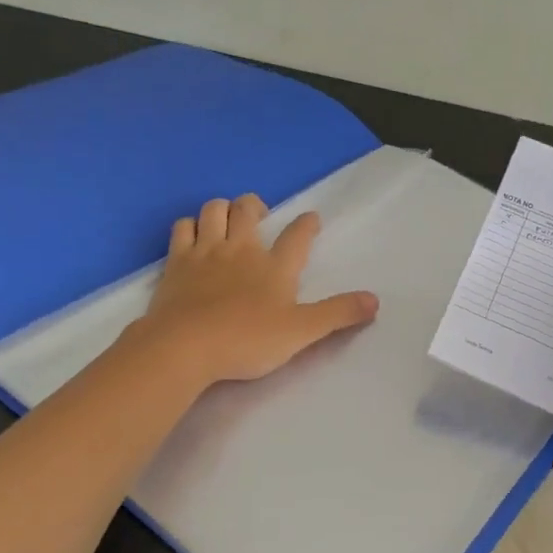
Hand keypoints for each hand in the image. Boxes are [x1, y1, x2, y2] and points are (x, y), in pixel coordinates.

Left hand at [132, 193, 378, 387]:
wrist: (185, 347)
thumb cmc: (247, 340)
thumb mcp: (301, 332)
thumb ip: (338, 314)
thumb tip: (375, 300)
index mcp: (275, 266)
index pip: (297, 236)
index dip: (307, 224)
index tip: (312, 218)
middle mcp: (241, 249)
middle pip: (248, 209)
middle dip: (256, 205)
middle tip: (261, 216)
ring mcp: (206, 252)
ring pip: (214, 210)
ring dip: (223, 209)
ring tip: (228, 221)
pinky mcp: (176, 262)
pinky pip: (182, 228)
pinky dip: (190, 226)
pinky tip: (194, 236)